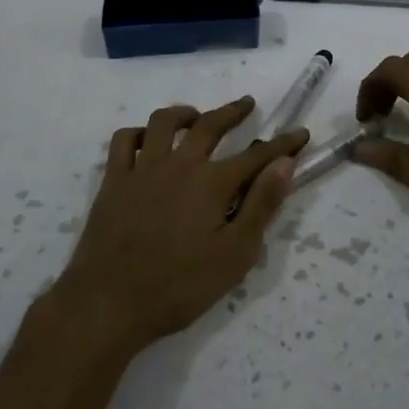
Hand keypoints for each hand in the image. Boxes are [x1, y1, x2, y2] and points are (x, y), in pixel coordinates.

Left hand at [55, 97, 306, 352]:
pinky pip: (123, 142)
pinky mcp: (113, 182)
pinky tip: (147, 140)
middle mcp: (179, 165)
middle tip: (247, 104)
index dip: (282, 144)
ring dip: (184, 113)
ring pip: (163, 123)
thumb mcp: (234, 254)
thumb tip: (285, 164)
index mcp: (212, 183)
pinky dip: (138, 133)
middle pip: (209, 125)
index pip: (257, 156)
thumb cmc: (179, 286)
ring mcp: (142, 169)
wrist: (108, 304)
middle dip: (233, 112)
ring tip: (196, 116)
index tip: (300, 134)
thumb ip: (261, 205)